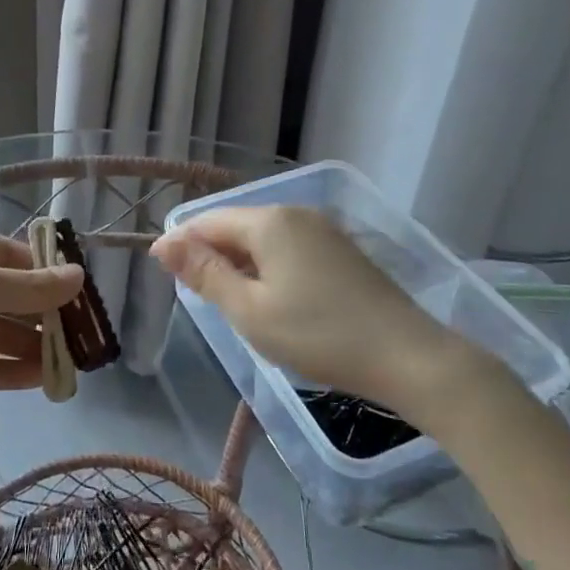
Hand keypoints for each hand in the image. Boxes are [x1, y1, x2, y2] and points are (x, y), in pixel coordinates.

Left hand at [0, 224, 83, 426]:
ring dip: (28, 347)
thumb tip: (79, 276)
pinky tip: (40, 380)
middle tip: (81, 336)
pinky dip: (5, 370)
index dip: (44, 272)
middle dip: (39, 316)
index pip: (7, 254)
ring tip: (70, 364)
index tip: (79, 293)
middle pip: (1, 296)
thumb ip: (30, 286)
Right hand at [151, 205, 498, 420]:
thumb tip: (163, 243)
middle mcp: (295, 213)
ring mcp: (323, 229)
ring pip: (263, 238)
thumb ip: (205, 274)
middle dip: (212, 255)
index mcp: (269, 221)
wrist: (407, 356)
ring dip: (240, 263)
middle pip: (236, 226)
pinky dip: (268, 267)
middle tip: (199, 298)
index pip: (208, 221)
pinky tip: (272, 298)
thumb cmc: (318, 335)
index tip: (162, 273)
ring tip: (231, 302)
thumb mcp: (250, 311)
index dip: (181, 244)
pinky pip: (289, 248)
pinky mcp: (342, 250)